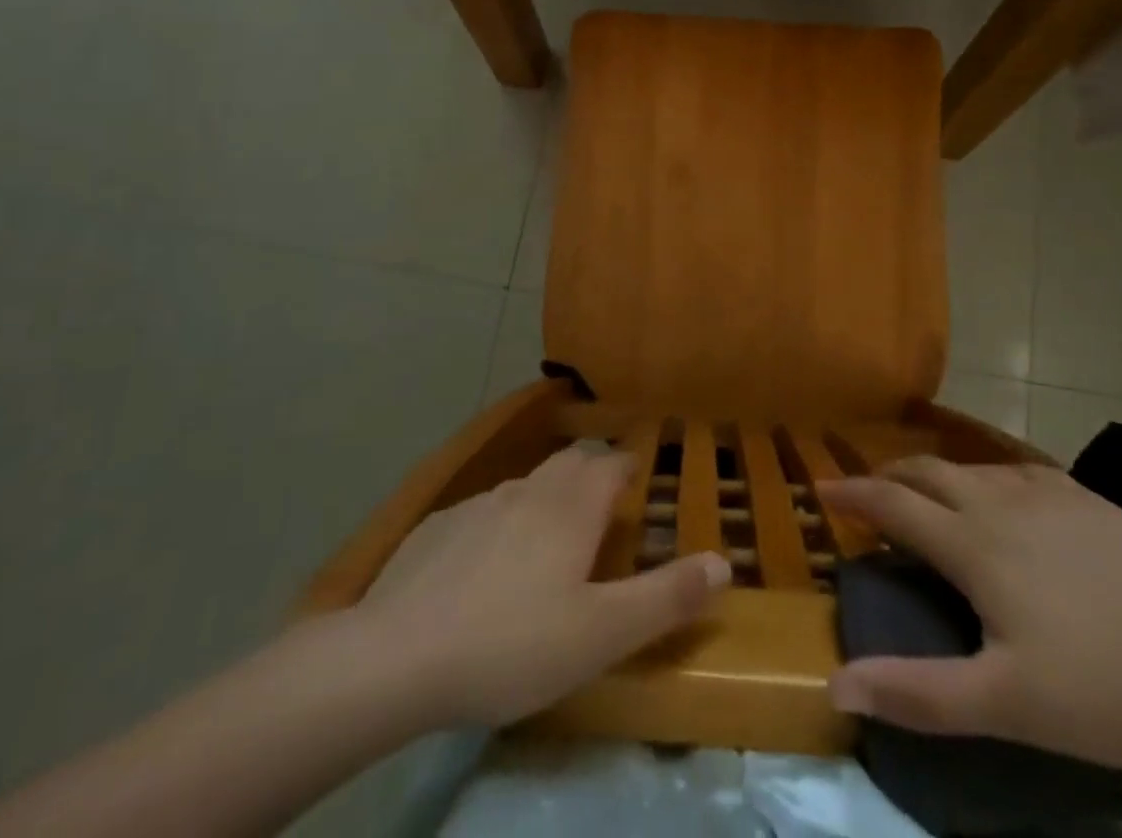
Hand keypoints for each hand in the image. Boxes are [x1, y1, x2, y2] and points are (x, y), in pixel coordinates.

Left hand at [353, 446, 730, 728]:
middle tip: (602, 509)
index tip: (639, 484)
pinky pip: (484, 511)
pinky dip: (501, 523)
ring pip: (526, 485)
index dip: (629, 469)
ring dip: (546, 498)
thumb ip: (666, 596)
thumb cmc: (513, 644)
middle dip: (591, 474)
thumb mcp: (602, 634)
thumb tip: (724, 561)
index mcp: (571, 508)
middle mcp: (529, 491)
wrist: (397, 657)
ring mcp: (479, 504)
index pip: (611, 465)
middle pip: (570, 463)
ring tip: (549, 538)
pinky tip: (486, 566)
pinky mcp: (439, 526)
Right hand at [820, 458, 1121, 769]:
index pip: (894, 504)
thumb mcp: (1004, 705)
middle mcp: (1000, 503)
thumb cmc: (1101, 689)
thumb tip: (836, 686)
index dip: (853, 494)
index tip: (822, 488)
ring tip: (928, 495)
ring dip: (936, 475)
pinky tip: (1002, 494)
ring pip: (971, 467)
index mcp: (974, 545)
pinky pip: (1018, 470)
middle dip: (889, 476)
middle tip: (870, 492)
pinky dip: (988, 476)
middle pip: (927, 472)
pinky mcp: (1086, 498)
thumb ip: (917, 692)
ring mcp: (1047, 494)